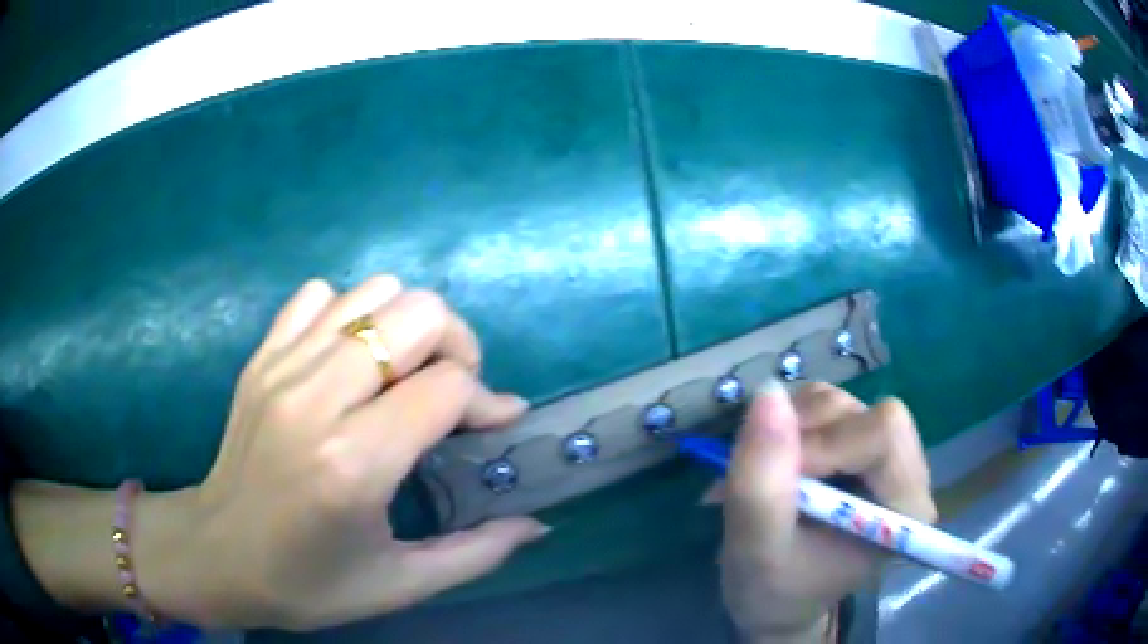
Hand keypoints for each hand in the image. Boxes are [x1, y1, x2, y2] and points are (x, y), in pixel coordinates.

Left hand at [138, 276, 547, 629]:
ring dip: (406, 326)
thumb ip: (478, 553)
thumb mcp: (400, 585)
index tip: (495, 425)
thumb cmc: (307, 583)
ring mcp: (281, 367)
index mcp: (353, 464)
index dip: (487, 400)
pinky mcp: (261, 357)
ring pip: (373, 292)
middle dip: (455, 346)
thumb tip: (538, 525)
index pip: (447, 386)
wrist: (216, 555)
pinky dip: (349, 315)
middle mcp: (316, 398)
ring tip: (404, 375)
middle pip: (416, 313)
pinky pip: (320, 296)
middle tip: (451, 393)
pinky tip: (349, 362)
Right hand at [718, 381, 936, 642]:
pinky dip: (785, 424)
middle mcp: (904, 471)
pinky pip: (820, 404)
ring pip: (838, 403)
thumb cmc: (773, 591)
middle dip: (807, 435)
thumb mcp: (757, 549)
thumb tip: (767, 393)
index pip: (884, 434)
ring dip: (790, 430)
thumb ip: (760, 482)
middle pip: (865, 412)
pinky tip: (772, 462)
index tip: (780, 481)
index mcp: (905, 507)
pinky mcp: (853, 440)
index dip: (826, 444)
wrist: (773, 602)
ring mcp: (879, 452)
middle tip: (766, 474)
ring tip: (764, 475)